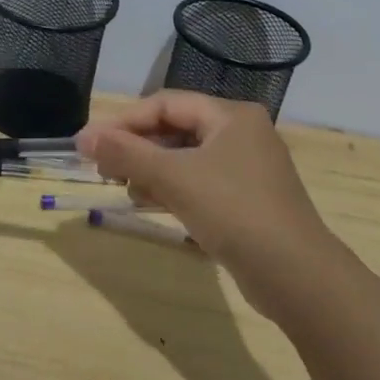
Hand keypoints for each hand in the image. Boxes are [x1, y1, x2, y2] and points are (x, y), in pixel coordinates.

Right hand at [76, 91, 345, 320]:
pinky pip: (199, 183)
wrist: (295, 275)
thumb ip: (126, 153)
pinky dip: (172, 189)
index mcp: (231, 116)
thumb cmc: (233, 211)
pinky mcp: (247, 200)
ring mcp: (247, 168)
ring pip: (186, 158)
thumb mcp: (174, 177)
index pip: (165, 104)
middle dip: (136, 147)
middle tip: (102, 168)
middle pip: (176, 129)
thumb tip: (83, 137)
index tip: (89, 144)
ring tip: (122, 187)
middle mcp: (242, 134)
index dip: (124, 121)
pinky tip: (151, 204)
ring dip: (151, 170)